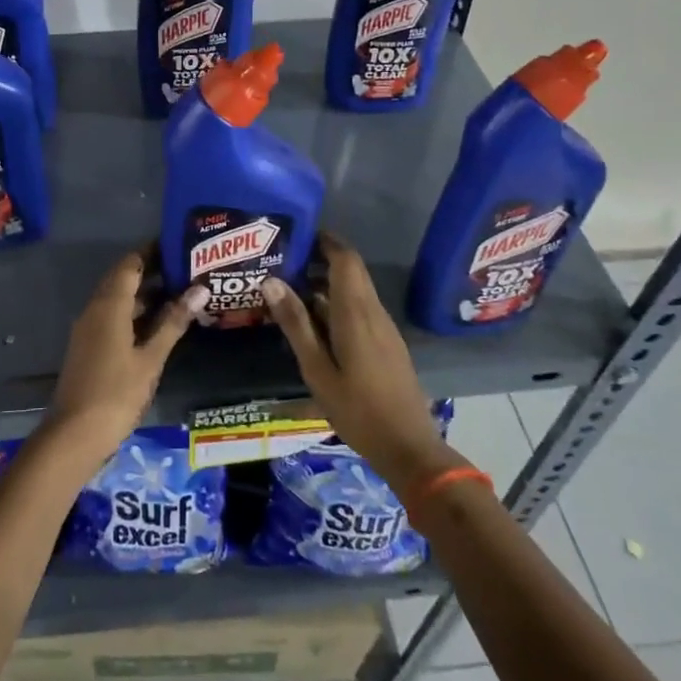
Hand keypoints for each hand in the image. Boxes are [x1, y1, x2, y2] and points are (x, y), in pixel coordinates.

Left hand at [40, 251, 206, 471]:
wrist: (75, 434)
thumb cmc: (117, 393)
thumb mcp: (151, 358)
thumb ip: (174, 322)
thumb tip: (200, 288)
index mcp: (109, 305)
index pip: (130, 264)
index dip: (152, 251)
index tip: (178, 244)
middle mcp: (95, 308)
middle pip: (122, 278)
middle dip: (150, 270)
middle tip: (184, 266)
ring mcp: (88, 328)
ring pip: (117, 298)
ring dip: (143, 293)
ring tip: (179, 291)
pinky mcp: (88, 345)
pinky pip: (112, 316)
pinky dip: (134, 312)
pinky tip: (157, 323)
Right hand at [262, 234, 459, 487]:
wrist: (409, 448)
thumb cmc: (358, 410)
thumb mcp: (317, 370)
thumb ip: (296, 324)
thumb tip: (271, 281)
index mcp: (356, 312)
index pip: (345, 258)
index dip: (324, 239)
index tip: (296, 233)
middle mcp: (373, 311)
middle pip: (351, 270)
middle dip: (320, 258)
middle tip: (283, 259)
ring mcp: (384, 328)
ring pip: (354, 290)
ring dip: (325, 282)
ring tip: (288, 288)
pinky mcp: (386, 343)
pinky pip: (360, 309)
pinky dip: (336, 303)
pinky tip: (313, 321)